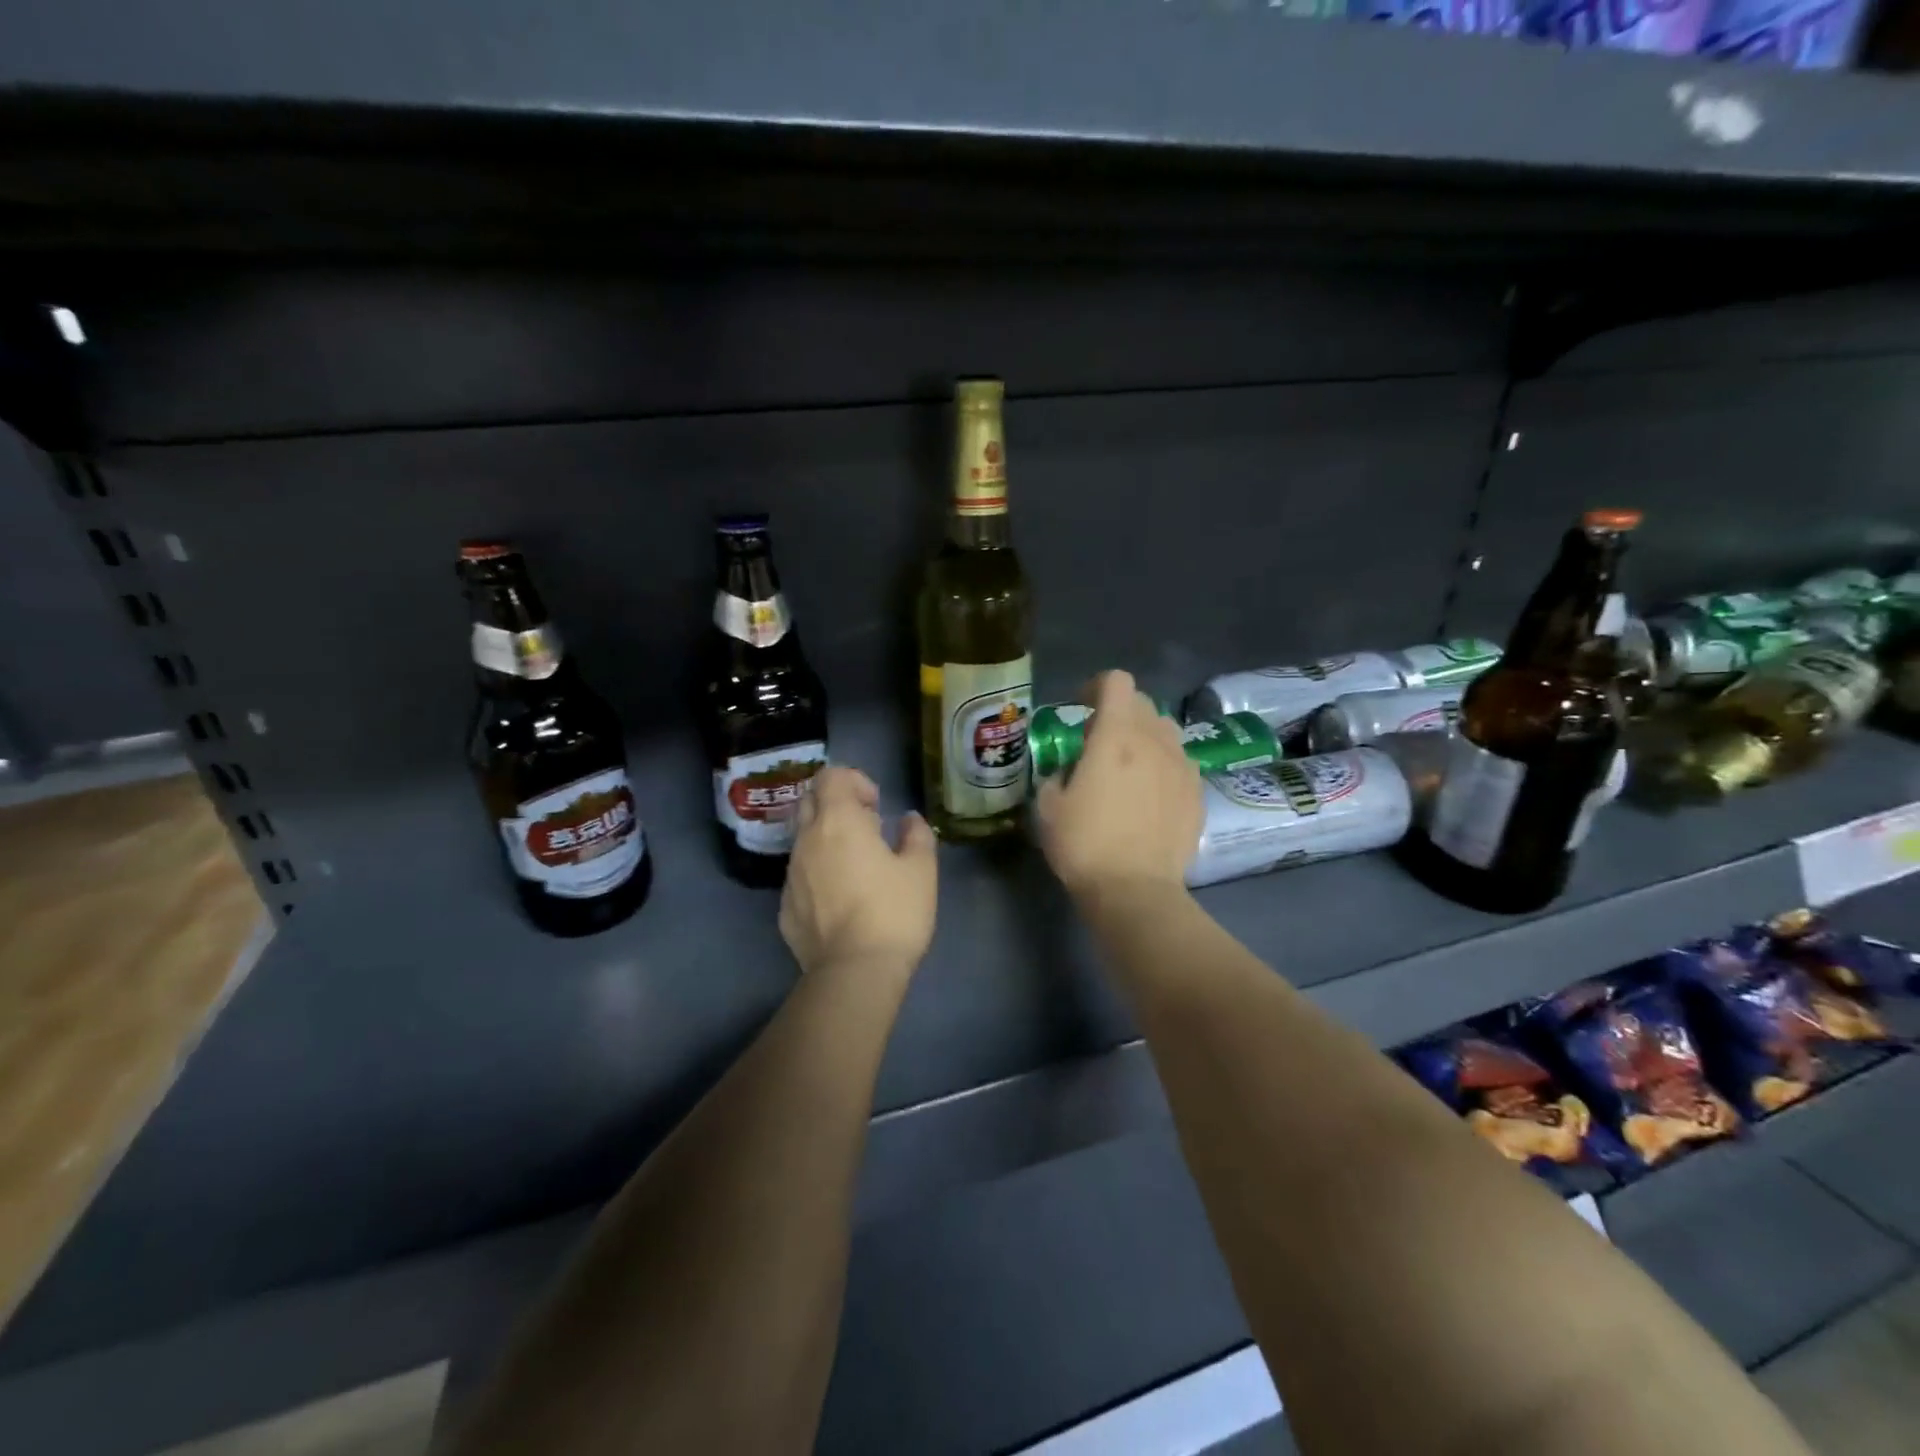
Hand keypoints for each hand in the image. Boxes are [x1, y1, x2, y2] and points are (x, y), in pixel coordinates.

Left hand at [779, 766, 936, 979]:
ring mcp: (791, 875)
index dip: (854, 781)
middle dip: (836, 805)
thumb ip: (916, 835)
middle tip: (866, 830)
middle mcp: (806, 841)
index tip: (876, 807)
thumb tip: (908, 820)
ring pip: (803, 840)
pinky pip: (799, 876)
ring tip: (857, 869)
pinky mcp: (784, 908)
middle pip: (809, 801)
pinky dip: (818, 874)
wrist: (854, 973)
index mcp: (838, 822)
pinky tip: (841, 901)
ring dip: (826, 840)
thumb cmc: (894, 912)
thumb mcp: (922, 870)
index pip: (830, 776)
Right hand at [1035, 670, 1202, 902]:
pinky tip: (1150, 797)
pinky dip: (1163, 766)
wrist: (1135, 890)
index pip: (1117, 681)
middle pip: (1142, 703)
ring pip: (1166, 731)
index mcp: (1116, 735)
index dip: (1096, 687)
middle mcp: (1155, 740)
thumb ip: (1058, 773)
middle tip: (1099, 742)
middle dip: (1119, 712)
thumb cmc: (1084, 844)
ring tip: (1129, 768)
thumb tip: (1072, 769)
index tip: (1081, 709)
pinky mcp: (1198, 793)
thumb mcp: (1048, 805)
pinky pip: (1180, 763)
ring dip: (1144, 737)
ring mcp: (1183, 766)